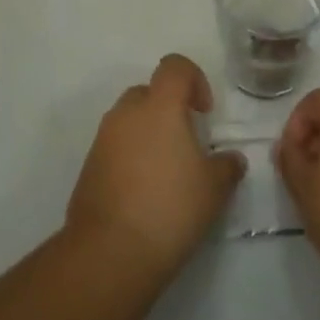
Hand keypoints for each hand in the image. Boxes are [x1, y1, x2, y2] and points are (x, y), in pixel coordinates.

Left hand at [67, 54, 245, 275]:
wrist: (110, 252)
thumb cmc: (170, 208)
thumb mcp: (214, 188)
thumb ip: (227, 166)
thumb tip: (231, 159)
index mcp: (159, 107)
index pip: (174, 66)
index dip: (194, 79)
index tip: (204, 112)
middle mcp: (126, 114)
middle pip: (148, 91)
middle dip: (168, 108)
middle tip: (186, 142)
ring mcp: (102, 140)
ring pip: (129, 120)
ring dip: (147, 133)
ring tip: (166, 171)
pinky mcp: (88, 167)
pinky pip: (114, 147)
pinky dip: (130, 157)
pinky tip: (145, 192)